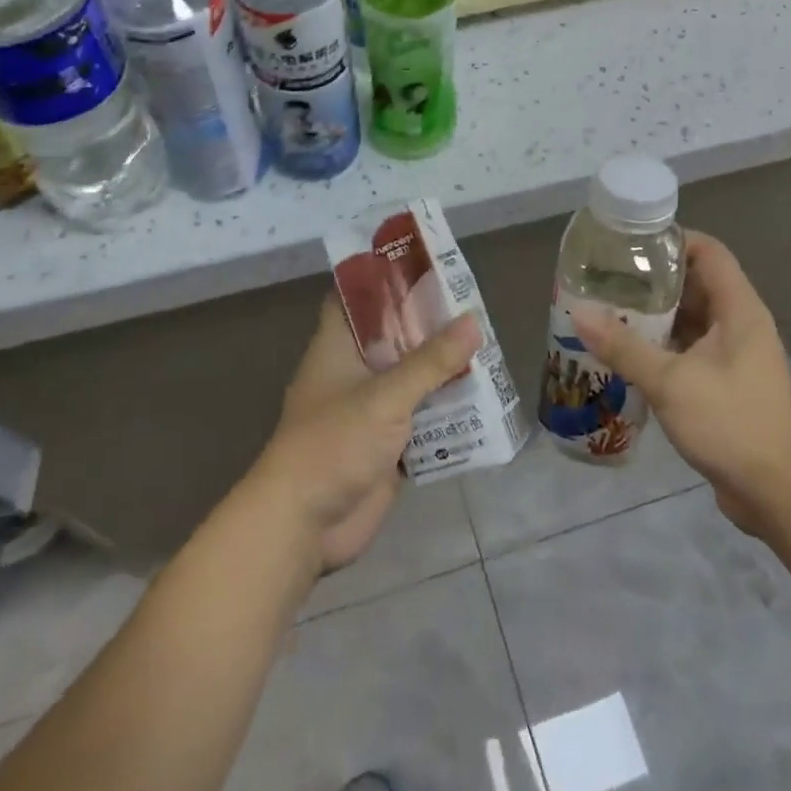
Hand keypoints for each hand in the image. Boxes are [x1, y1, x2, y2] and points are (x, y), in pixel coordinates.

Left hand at [252, 297, 480, 573]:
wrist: (303, 526)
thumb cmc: (333, 444)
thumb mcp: (385, 396)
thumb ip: (430, 361)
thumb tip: (473, 321)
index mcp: (338, 347)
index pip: (356, 297)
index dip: (385, 278)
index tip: (425, 263)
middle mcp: (354, 372)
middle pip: (394, 337)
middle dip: (429, 325)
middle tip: (474, 306)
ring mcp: (370, 410)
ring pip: (411, 378)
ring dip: (442, 369)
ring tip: (486, 347)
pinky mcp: (386, 445)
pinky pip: (421, 418)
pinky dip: (446, 410)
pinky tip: (481, 399)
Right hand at [574, 231, 790, 536]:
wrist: (778, 495)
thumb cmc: (731, 424)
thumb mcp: (671, 382)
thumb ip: (623, 346)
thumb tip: (578, 312)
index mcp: (739, 310)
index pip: (709, 253)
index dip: (672, 240)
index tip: (629, 243)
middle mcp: (739, 325)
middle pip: (695, 284)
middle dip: (652, 280)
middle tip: (606, 279)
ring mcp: (734, 357)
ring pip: (690, 321)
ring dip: (654, 316)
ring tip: (607, 312)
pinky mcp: (725, 385)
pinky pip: (690, 350)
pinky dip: (661, 346)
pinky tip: (625, 354)